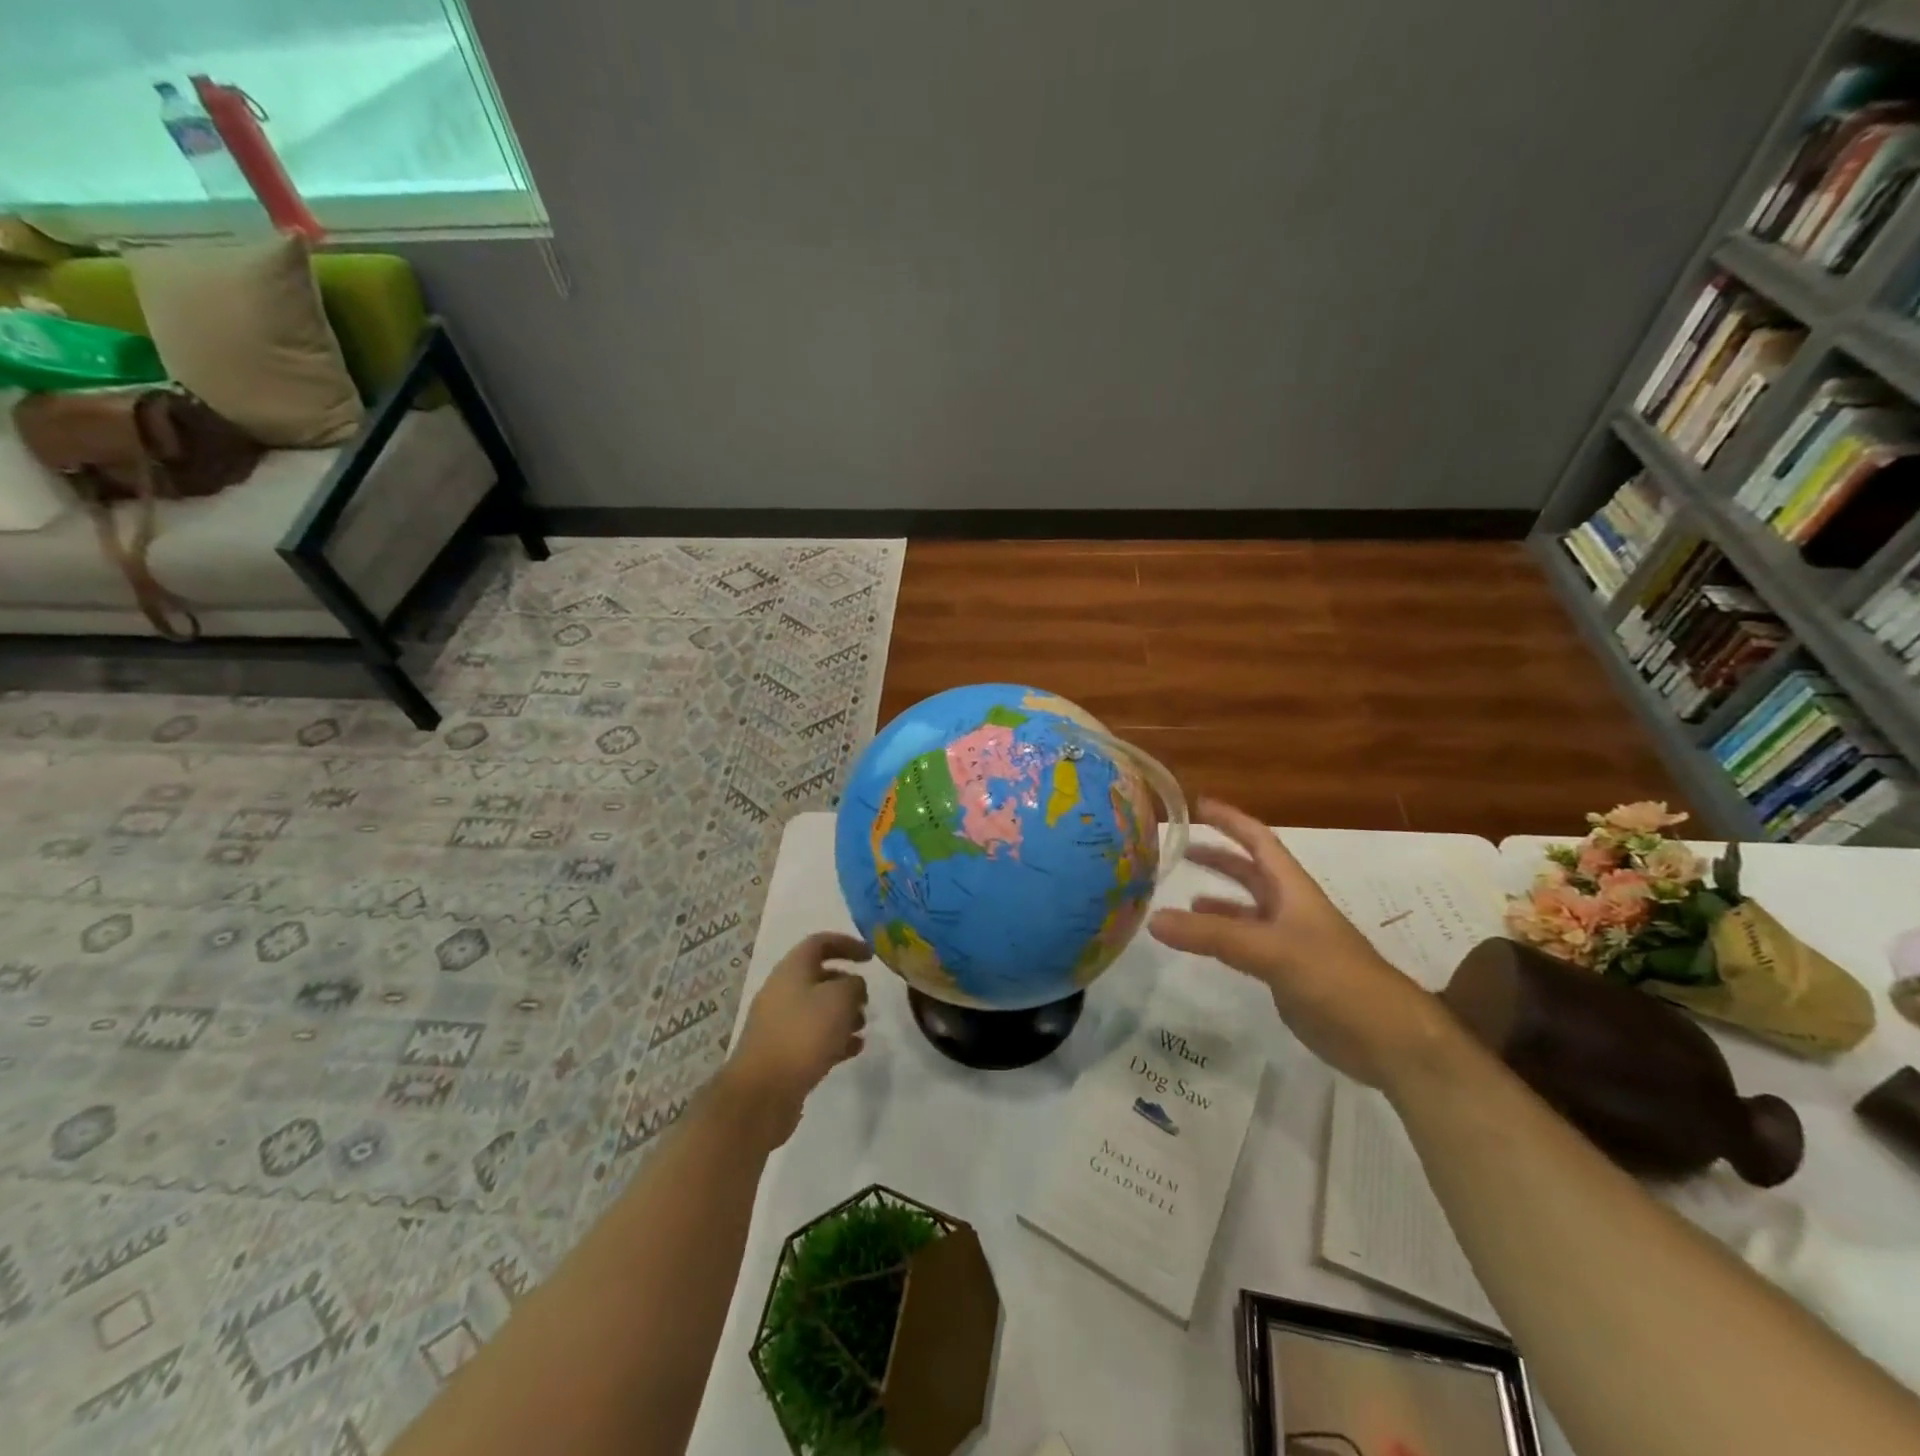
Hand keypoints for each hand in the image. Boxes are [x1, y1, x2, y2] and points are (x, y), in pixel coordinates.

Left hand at [722, 933, 872, 1143]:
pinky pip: (812, 1036)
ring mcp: (779, 1023)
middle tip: (866, 999)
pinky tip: (854, 1049)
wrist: (762, 1092)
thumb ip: (853, 985)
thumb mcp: (840, 999)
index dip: (847, 944)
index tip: (871, 956)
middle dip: (846, 985)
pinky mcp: (782, 1053)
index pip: (820, 943)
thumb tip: (853, 987)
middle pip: (819, 977)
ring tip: (863, 1027)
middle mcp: (782, 991)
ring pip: (817, 1009)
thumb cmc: (804, 1034)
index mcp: (792, 969)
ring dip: (842, 1014)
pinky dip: (834, 1038)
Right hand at [1149, 799, 1457, 1088]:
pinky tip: (1202, 945)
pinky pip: (1245, 945)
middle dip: (1218, 857)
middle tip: (1179, 848)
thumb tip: (1153, 918)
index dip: (1230, 820)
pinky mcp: (1285, 974)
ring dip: (1217, 900)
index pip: (1258, 841)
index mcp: (1293, 889)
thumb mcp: (1271, 950)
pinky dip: (1221, 938)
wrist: (1387, 1039)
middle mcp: (1290, 909)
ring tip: (1182, 898)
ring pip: (1246, 910)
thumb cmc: (1336, 978)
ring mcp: (1289, 943)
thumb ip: (1212, 936)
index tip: (1196, 804)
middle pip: (1250, 872)